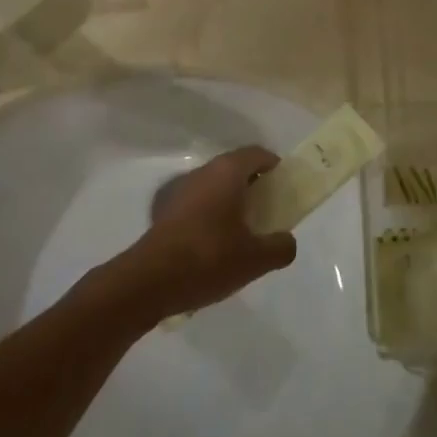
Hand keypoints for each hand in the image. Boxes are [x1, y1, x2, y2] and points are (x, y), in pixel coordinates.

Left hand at [119, 147, 296, 320]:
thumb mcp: (255, 260)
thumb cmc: (209, 259)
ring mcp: (181, 189)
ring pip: (215, 185)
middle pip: (236, 168)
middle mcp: (204, 172)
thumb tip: (287, 241)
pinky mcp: (165, 210)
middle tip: (268, 212)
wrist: (149, 281)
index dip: (275, 167)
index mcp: (228, 172)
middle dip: (254, 186)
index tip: (284, 188)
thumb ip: (280, 247)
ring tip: (243, 232)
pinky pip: (198, 202)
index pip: (258, 154)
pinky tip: (214, 245)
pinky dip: (211, 213)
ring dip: (231, 201)